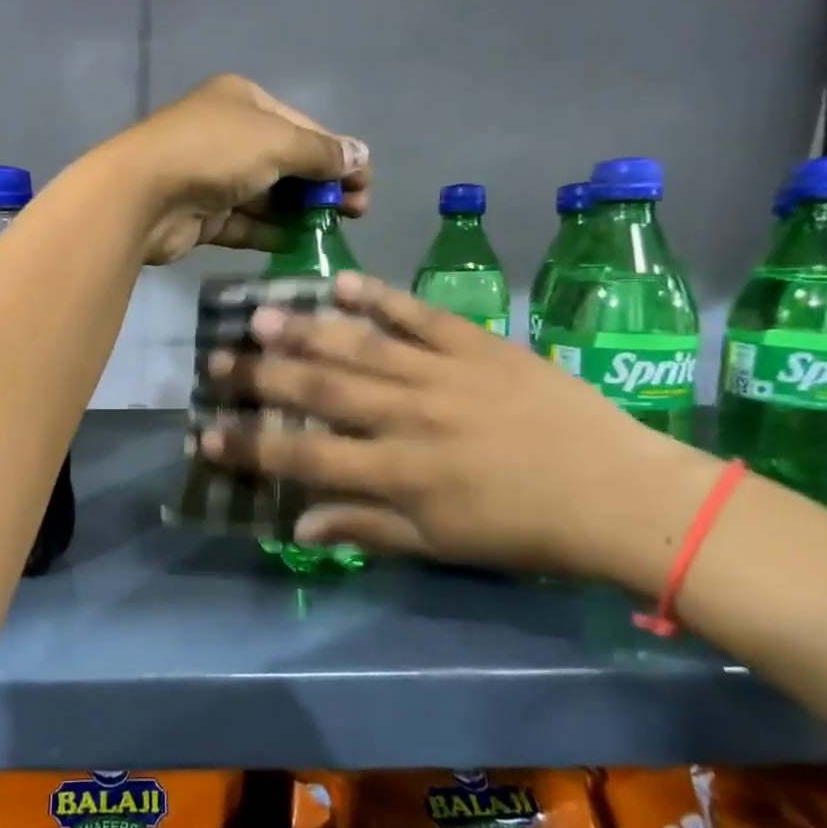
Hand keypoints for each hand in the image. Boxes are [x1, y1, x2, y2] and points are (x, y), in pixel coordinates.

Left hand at [103, 73, 369, 265]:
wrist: (141, 195)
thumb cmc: (214, 152)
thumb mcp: (277, 142)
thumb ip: (320, 152)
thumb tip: (361, 156)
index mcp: (243, 101)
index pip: (302, 126)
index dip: (337, 153)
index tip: (365, 183)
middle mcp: (226, 135)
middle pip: (286, 161)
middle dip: (322, 185)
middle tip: (357, 212)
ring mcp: (210, 177)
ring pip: (265, 196)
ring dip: (299, 212)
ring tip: (334, 231)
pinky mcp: (200, 215)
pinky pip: (243, 224)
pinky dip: (269, 232)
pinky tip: (298, 245)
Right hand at [200, 274, 724, 588]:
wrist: (620, 494)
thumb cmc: (524, 531)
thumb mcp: (441, 546)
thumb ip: (366, 529)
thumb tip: (299, 525)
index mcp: (398, 473)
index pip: (304, 458)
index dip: (250, 447)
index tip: (206, 434)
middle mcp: (407, 417)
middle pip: (319, 393)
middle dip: (260, 378)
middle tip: (216, 361)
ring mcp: (442, 374)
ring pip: (359, 347)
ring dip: (304, 331)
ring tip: (259, 316)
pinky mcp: (477, 345)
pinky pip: (419, 315)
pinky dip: (378, 297)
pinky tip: (340, 282)